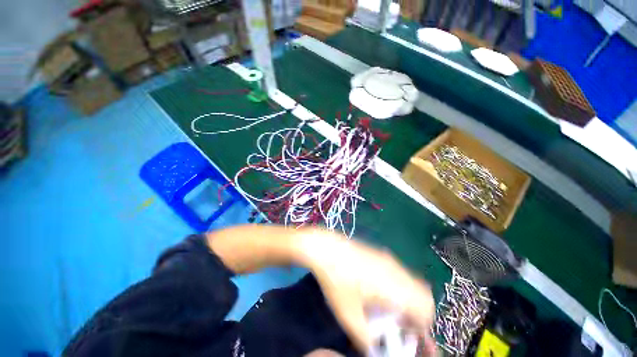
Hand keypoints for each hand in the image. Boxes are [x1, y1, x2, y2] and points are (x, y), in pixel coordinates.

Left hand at [297, 230, 435, 354]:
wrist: (327, 247)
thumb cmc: (337, 280)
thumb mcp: (349, 315)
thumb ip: (366, 338)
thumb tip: (374, 348)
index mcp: (395, 286)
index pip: (426, 309)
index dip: (422, 327)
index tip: (407, 335)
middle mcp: (397, 271)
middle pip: (423, 294)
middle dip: (417, 313)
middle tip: (399, 324)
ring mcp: (389, 259)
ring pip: (412, 283)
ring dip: (408, 299)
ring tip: (388, 308)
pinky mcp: (380, 254)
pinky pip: (400, 273)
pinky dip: (399, 287)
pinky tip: (378, 290)